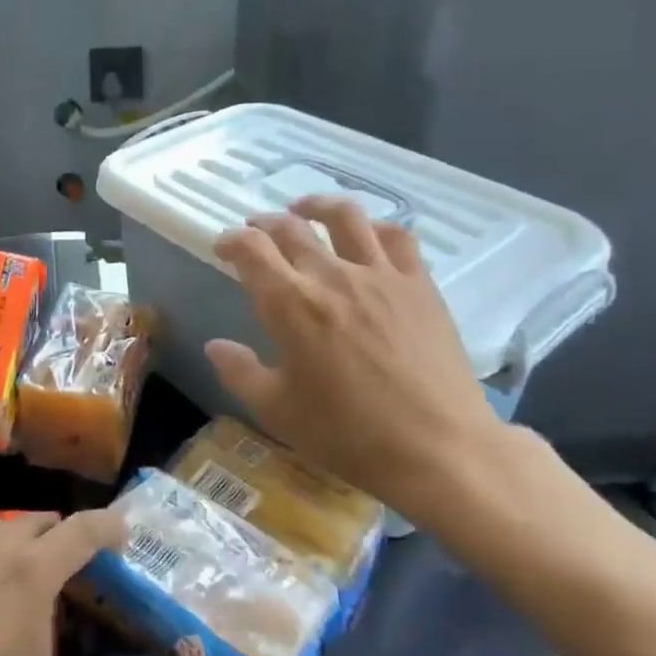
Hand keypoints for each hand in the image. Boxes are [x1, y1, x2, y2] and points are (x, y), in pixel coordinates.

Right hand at [205, 195, 511, 523]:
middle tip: (255, 231)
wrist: (439, 449)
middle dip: (265, 224)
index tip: (223, 246)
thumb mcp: (278, 411)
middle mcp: (332, 276)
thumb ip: (240, 372)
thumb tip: (215, 346)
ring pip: (346, 217)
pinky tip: (367, 235)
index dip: (231, 240)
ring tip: (304, 209)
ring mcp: (381, 275)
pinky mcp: (419, 285)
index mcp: (291, 305)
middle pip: (291, 228)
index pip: (251, 250)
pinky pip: (397, 237)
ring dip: (317, 206)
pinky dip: (375, 228)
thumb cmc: (349, 434)